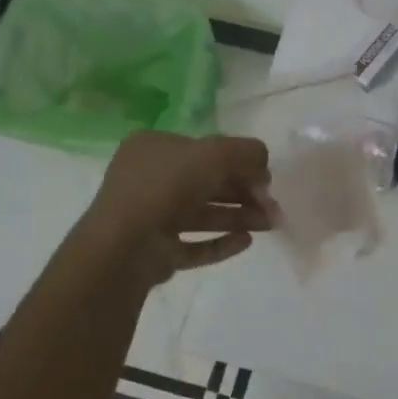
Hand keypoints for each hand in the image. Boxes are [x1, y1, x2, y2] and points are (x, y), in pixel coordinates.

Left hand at [86, 131, 272, 286]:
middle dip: (243, 194)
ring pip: (202, 214)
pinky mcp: (154, 251)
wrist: (125, 247)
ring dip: (238, 217)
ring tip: (269, 225)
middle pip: (206, 183)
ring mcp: (148, 217)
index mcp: (153, 148)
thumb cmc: (167, 187)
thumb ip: (247, 152)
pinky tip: (246, 242)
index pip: (204, 150)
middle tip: (273, 207)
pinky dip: (220, 242)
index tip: (265, 178)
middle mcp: (147, 179)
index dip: (238, 162)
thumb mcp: (216, 154)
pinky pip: (193, 244)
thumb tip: (263, 164)